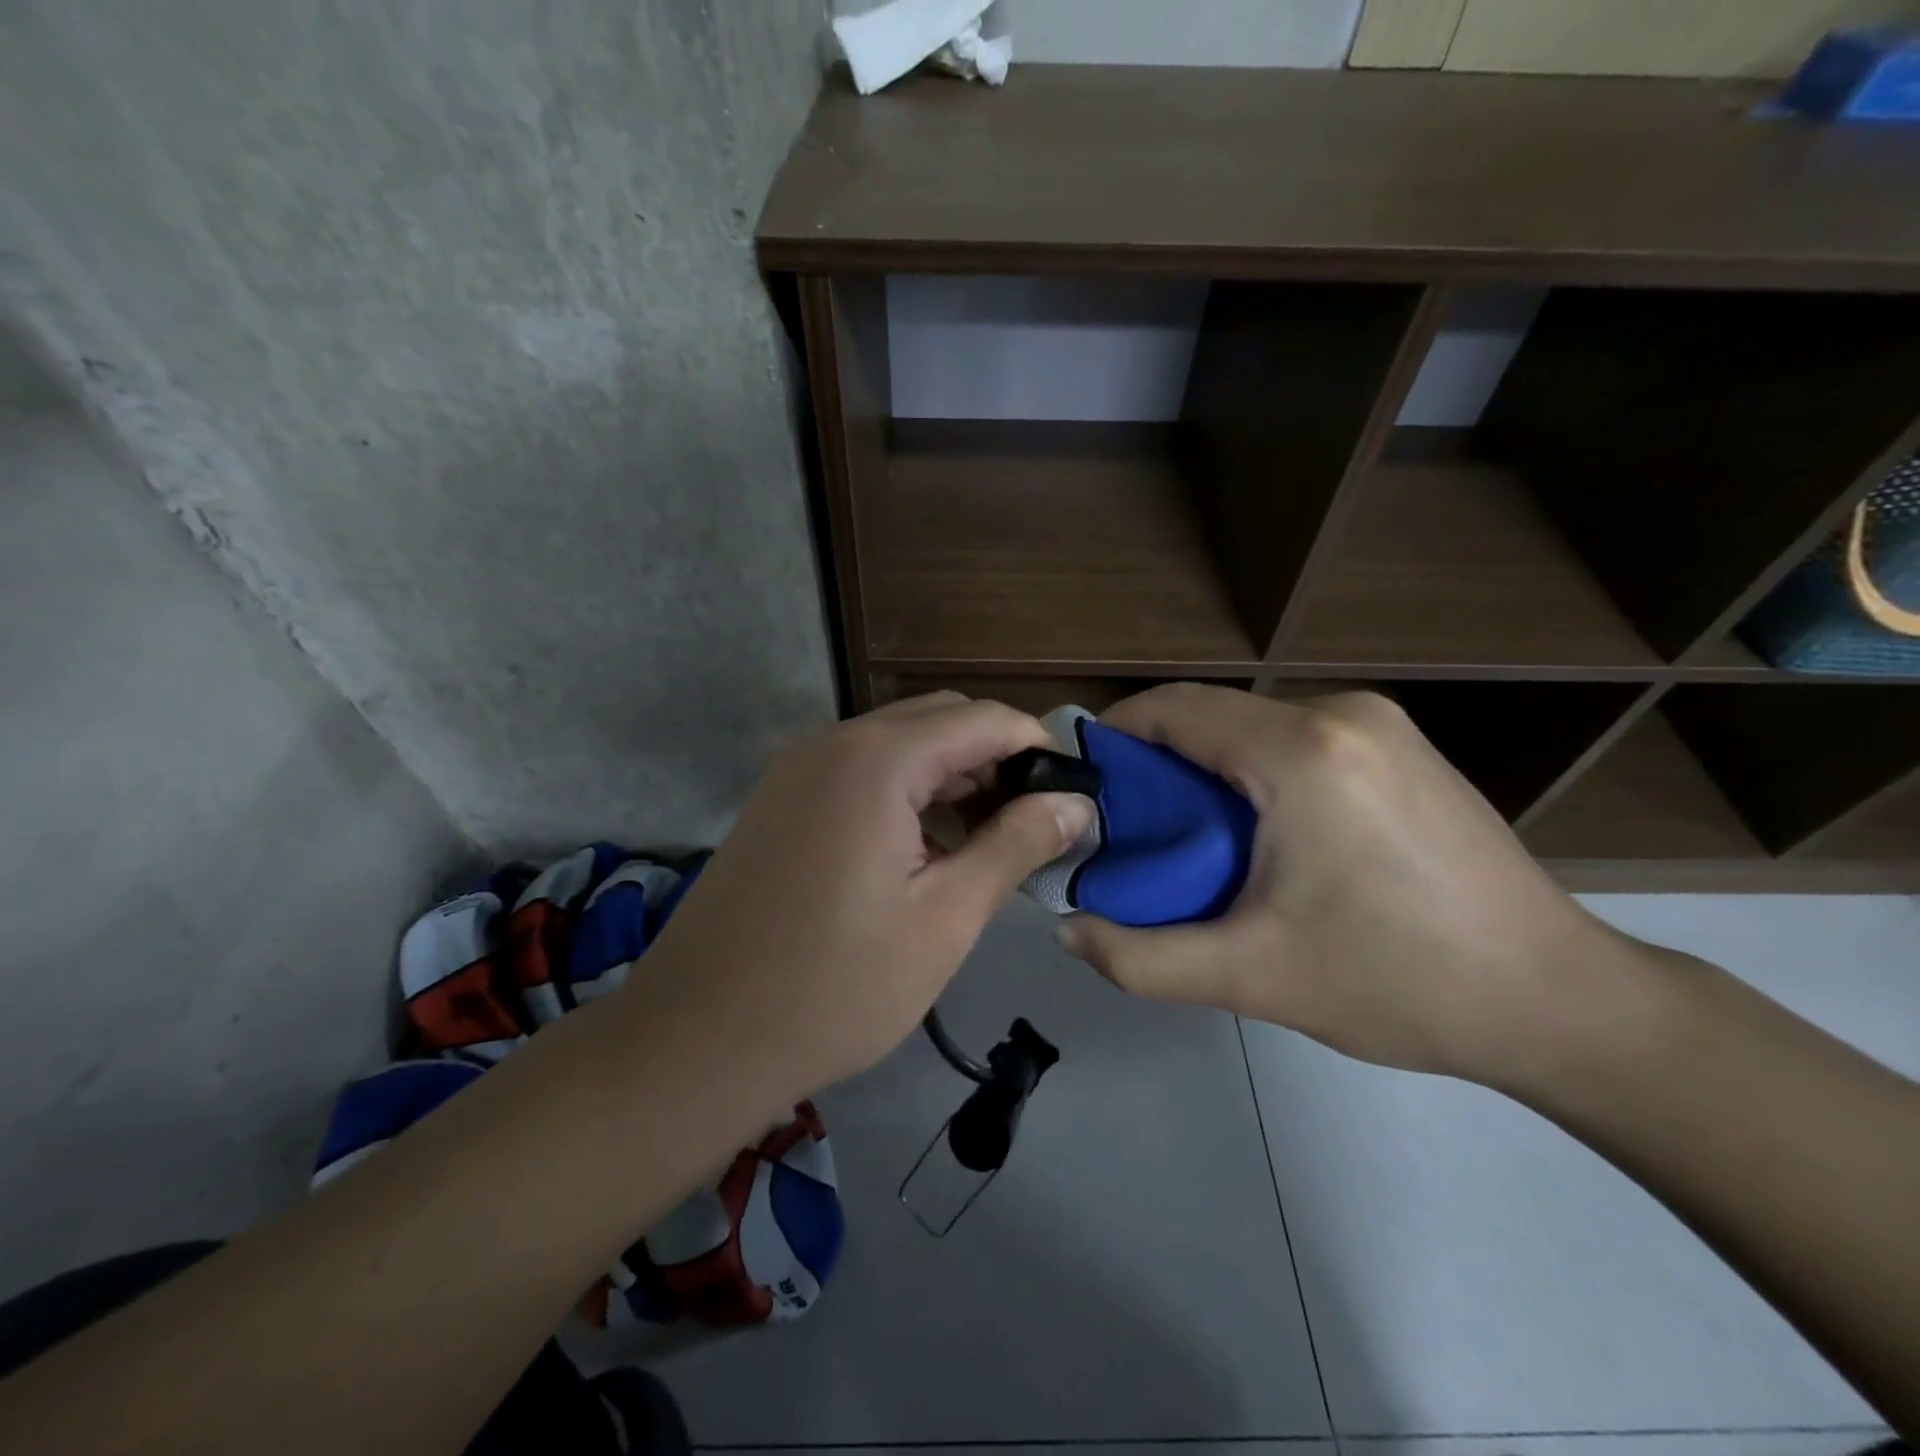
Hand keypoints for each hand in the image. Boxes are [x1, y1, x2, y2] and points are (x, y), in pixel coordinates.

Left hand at [623, 693, 1095, 1104]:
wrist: (697, 1039)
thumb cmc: (835, 987)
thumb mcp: (945, 919)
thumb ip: (1013, 846)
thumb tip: (1073, 804)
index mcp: (877, 760)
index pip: (983, 719)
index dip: (1037, 748)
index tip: (1072, 796)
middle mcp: (832, 742)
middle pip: (939, 720)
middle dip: (995, 760)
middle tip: (1030, 825)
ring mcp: (796, 769)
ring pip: (898, 744)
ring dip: (950, 776)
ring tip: (984, 842)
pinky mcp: (779, 800)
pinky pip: (860, 771)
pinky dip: (905, 792)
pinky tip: (923, 850)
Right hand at [1056, 684, 1644, 1088]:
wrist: (1559, 1001)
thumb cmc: (1400, 983)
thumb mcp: (1252, 977)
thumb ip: (1140, 957)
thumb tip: (1066, 930)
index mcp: (1302, 751)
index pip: (1174, 709)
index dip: (1114, 738)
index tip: (1081, 788)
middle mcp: (1341, 714)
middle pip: (1210, 716)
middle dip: (1155, 765)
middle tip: (1128, 833)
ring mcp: (1379, 724)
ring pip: (1250, 729)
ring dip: (1203, 772)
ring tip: (1186, 842)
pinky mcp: (1399, 747)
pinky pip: (1293, 741)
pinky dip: (1251, 774)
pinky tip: (1255, 836)